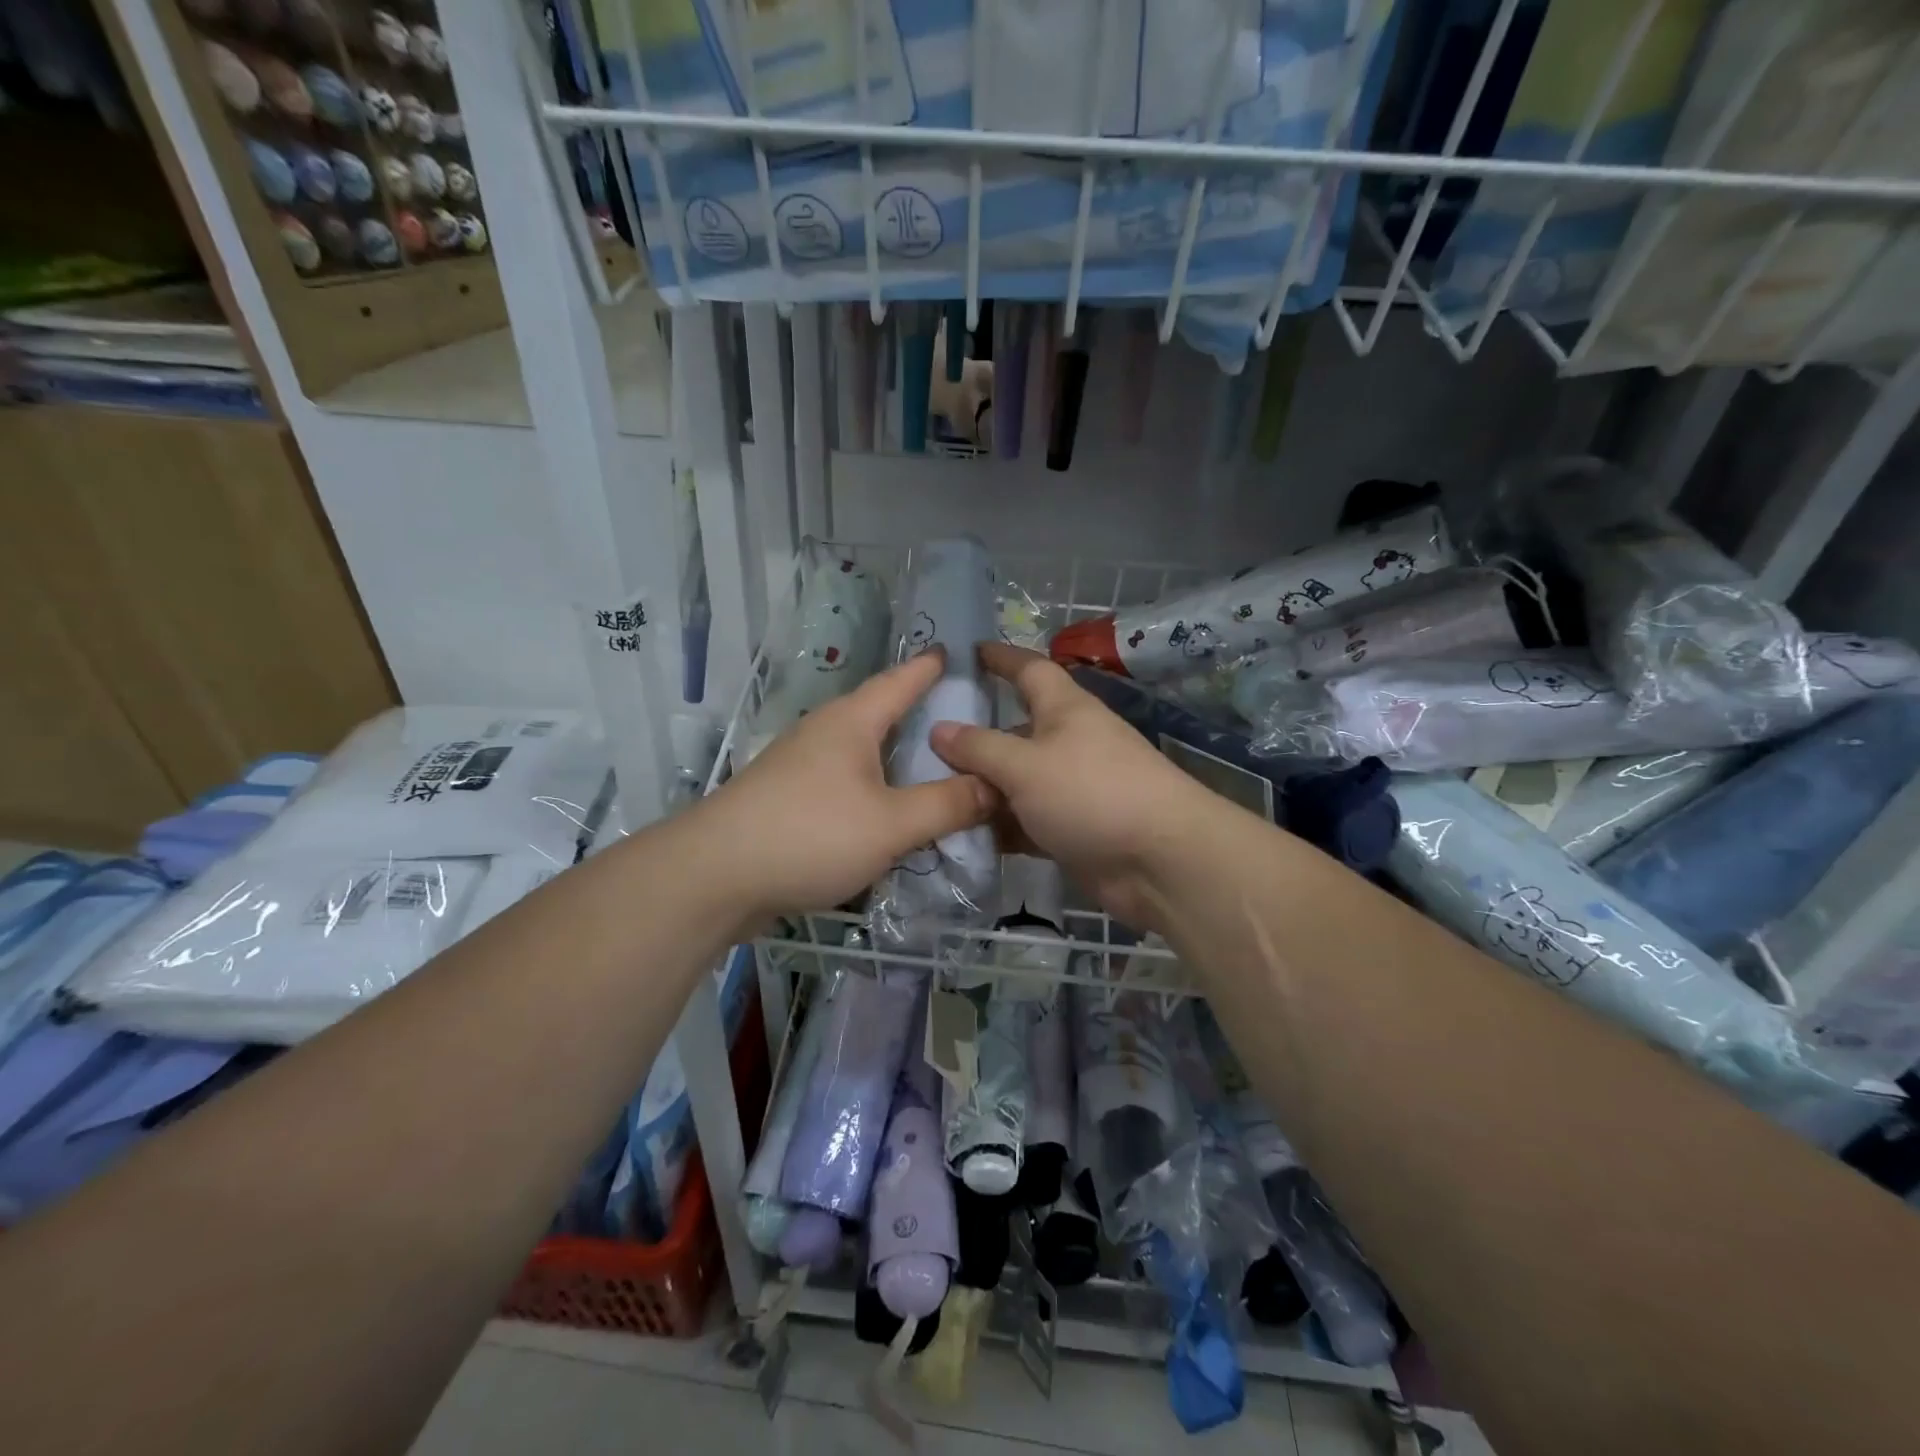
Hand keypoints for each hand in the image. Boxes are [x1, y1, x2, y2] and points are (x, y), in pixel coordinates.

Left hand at [696, 648, 994, 931]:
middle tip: (961, 716)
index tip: (954, 651)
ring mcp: (800, 766)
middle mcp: (824, 733)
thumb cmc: (810, 835)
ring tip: (932, 763)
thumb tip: (997, 786)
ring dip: (895, 754)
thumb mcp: (892, 823)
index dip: (929, 667)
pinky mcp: (787, 799)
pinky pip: (845, 781)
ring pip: (861, 750)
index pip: (900, 681)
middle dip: (916, 710)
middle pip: (879, 712)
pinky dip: (874, 786)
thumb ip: (947, 805)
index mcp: (851, 722)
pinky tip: (888, 808)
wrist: (714, 878)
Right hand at [929, 644, 1218, 930]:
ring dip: (981, 789)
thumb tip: (939, 729)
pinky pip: (1025, 820)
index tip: (968, 651)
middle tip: (922, 745)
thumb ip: (979, 748)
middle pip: (1014, 730)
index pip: (1029, 670)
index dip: (1000, 658)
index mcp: (1064, 709)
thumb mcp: (1024, 765)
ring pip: (1016, 781)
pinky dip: (999, 826)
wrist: (1160, 861)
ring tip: (930, 794)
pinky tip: (961, 834)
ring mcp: (1072, 788)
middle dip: (974, 737)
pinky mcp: (1073, 829)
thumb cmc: (1091, 793)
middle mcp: (1068, 742)